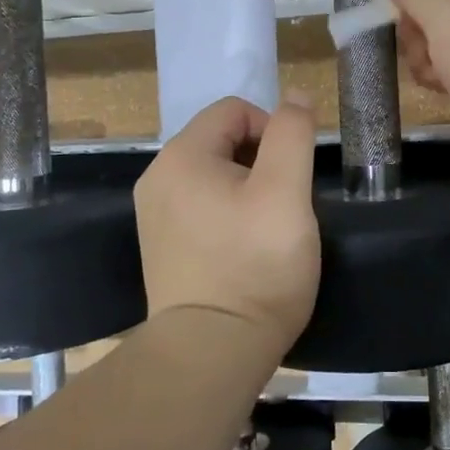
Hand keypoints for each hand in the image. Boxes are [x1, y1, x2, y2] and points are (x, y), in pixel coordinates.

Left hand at [134, 96, 320, 353]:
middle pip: (222, 140)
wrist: (212, 353)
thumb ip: (291, 134)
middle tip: (284, 204)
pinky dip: (229, 214)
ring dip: (249, 188)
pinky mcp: (162, 247)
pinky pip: (202, 206)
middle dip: (262, 161)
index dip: (273, 130)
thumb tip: (294, 96)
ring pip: (215, 175)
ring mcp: (155, 216)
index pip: (234, 110)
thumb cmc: (256, 266)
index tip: (292, 174)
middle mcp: (158, 178)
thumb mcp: (287, 191)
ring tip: (269, 228)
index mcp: (181, 156)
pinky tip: (246, 248)